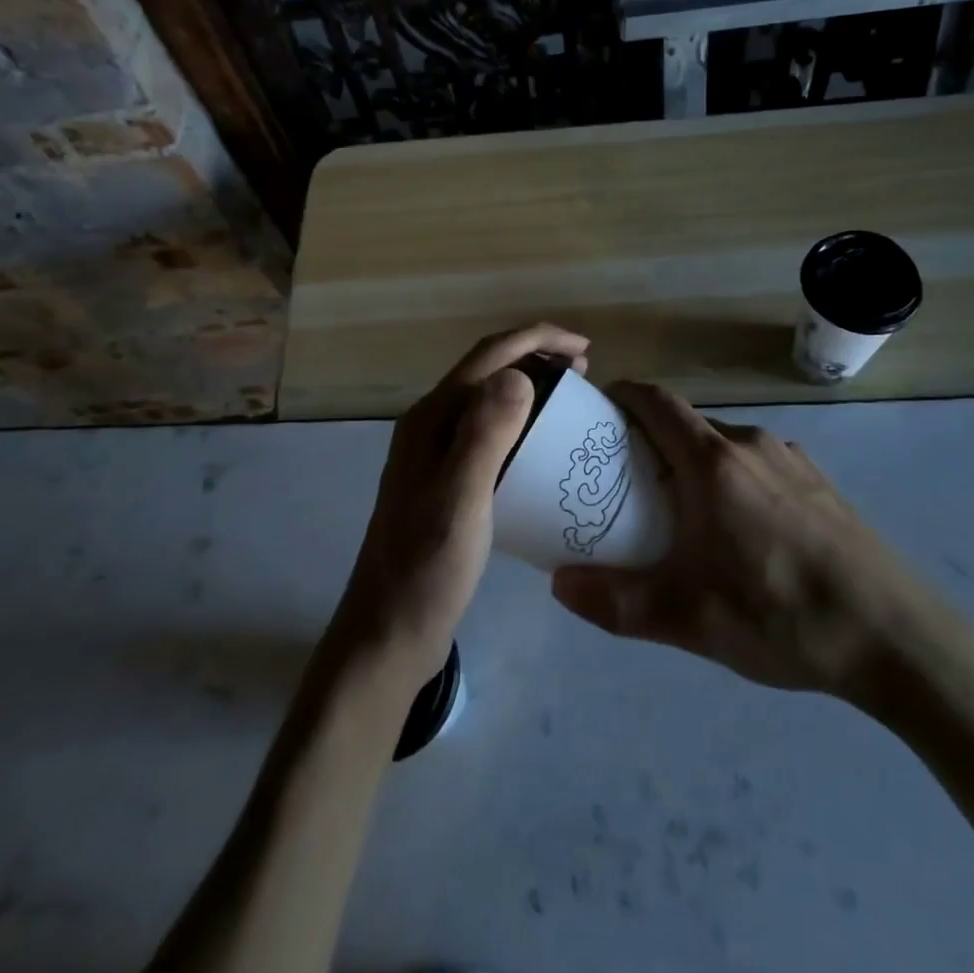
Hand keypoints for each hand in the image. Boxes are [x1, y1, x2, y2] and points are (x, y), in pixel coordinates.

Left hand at [333, 323, 590, 691]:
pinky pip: (488, 432)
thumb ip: (484, 435)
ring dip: (529, 387)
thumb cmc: (427, 569)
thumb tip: (518, 374)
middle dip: (536, 358)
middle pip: (487, 370)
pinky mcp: (445, 480)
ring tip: (570, 401)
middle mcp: (430, 425)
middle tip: (585, 374)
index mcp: (431, 419)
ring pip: (488, 399)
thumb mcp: (461, 500)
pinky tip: (542, 447)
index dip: (537, 339)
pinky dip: (521, 423)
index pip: (488, 355)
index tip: (585, 348)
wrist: (388, 633)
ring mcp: (435, 454)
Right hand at [551, 382, 944, 719]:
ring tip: (682, 511)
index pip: (656, 401)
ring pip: (725, 446)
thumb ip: (616, 602)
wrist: (898, 639)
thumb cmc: (782, 615)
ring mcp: (793, 461)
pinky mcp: (821, 484)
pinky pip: (759, 464)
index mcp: (713, 462)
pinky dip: (733, 478)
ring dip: (694, 462)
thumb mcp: (688, 619)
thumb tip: (559, 585)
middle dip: (652, 440)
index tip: (598, 412)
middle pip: (687, 424)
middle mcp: (751, 445)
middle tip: (627, 480)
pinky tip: (742, 533)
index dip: (623, 395)